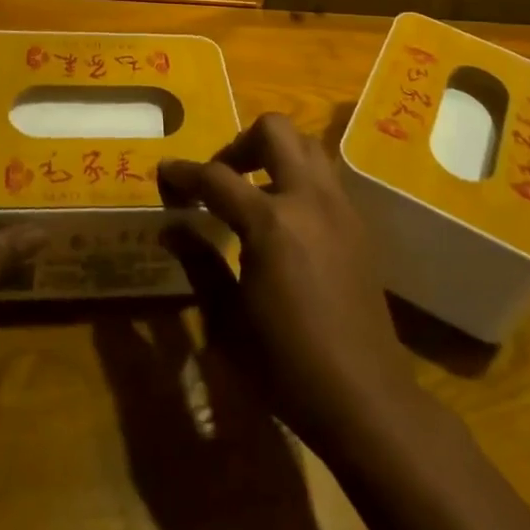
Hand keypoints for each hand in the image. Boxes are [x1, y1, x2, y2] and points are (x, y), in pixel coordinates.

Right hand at [158, 114, 421, 457]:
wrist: (365, 398)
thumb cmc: (287, 365)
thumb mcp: (228, 319)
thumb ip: (198, 261)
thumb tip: (170, 226)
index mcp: (271, 222)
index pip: (217, 177)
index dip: (184, 173)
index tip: (164, 172)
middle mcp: (308, 199)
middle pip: (274, 131)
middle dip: (239, 143)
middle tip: (220, 177)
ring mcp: (339, 207)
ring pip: (306, 144)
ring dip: (274, 153)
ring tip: (252, 191)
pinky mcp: (358, 223)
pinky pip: (324, 175)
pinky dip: (297, 177)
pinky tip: (285, 219)